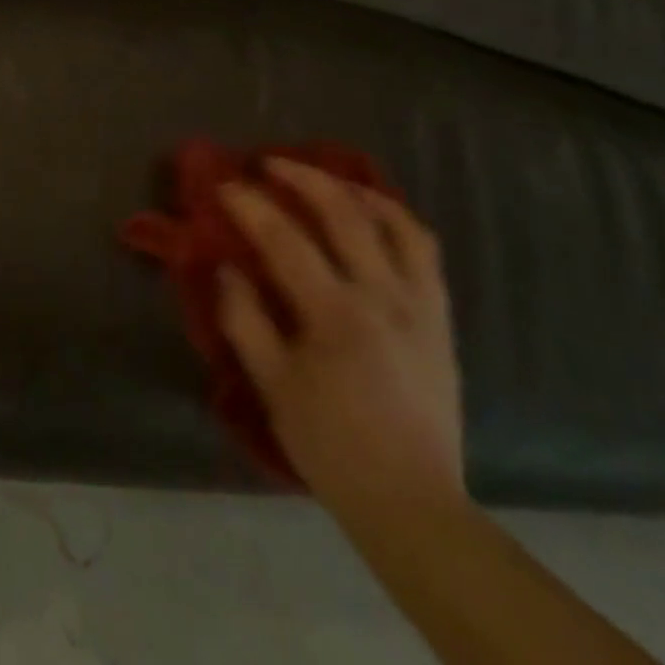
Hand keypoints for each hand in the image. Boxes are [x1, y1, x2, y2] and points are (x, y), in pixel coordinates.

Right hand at [218, 163, 464, 531]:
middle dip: (303, 177)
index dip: (251, 206)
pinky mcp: (440, 316)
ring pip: (395, 222)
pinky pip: (424, 249)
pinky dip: (396, 219)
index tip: (224, 184)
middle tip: (270, 163)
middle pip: (345, 213)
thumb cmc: (331, 445)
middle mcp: (384, 295)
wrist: (411, 501)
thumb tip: (227, 268)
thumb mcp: (273, 387)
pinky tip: (374, 216)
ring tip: (327, 179)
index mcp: (337, 315)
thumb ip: (245, 320)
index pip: (285, 239)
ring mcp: (420, 303)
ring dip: (356, 190)